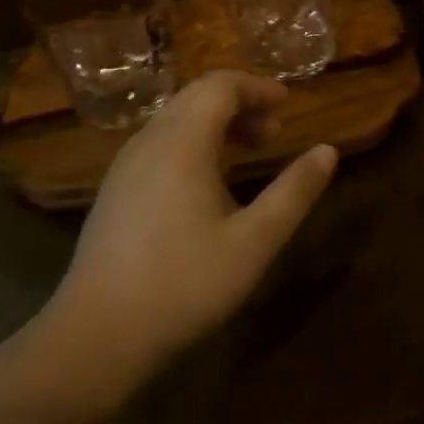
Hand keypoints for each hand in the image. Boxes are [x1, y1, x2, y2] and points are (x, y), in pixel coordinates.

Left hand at [31, 71, 337, 403]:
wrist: (95, 338)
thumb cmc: (183, 285)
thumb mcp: (254, 242)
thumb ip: (294, 192)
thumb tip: (328, 151)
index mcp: (182, 142)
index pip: (220, 85)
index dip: (258, 87)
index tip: (288, 104)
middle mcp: (149, 141)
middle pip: (197, 96)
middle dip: (240, 102)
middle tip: (274, 132)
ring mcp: (126, 165)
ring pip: (176, 118)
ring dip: (216, 122)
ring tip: (249, 151)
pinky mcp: (115, 190)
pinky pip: (160, 142)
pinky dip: (193, 141)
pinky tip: (208, 180)